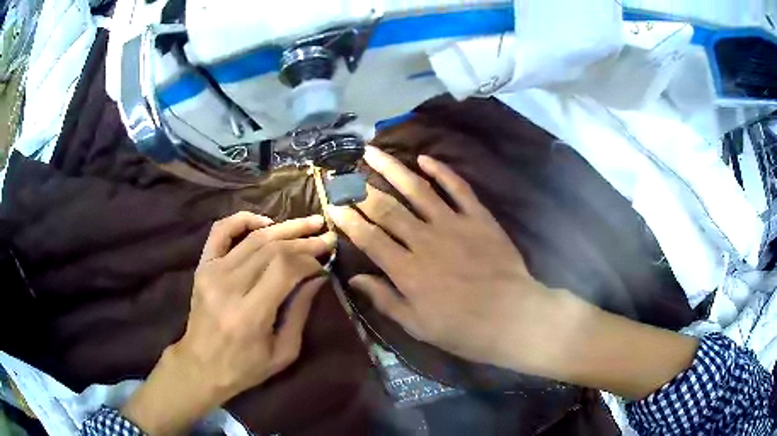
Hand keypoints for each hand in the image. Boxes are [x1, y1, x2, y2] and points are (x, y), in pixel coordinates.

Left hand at [121, 212, 334, 434]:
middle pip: (272, 249)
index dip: (308, 260)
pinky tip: (266, 221)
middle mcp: (229, 286)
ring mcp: (212, 272)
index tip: (324, 262)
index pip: (284, 268)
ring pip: (253, 238)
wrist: (200, 366)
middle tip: (326, 238)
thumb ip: (300, 312)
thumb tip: (318, 277)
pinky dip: (243, 219)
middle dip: (303, 241)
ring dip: (285, 227)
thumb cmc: (245, 367)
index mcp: (249, 314)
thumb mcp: (283, 352)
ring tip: (309, 223)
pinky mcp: (203, 266)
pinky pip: (221, 231)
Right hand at [327, 146, 555, 371]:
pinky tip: (424, 158)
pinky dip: (441, 171)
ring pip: (417, 189)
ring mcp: (453, 224)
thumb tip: (354, 279)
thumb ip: (385, 299)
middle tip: (345, 175)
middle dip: (361, 190)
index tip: (333, 205)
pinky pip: (458, 188)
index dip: (348, 220)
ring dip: (392, 169)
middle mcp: (424, 240)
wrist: (512, 316)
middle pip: (387, 208)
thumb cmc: (462, 328)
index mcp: (407, 269)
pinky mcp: (478, 217)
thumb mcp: (417, 325)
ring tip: (372, 152)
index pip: (369, 237)